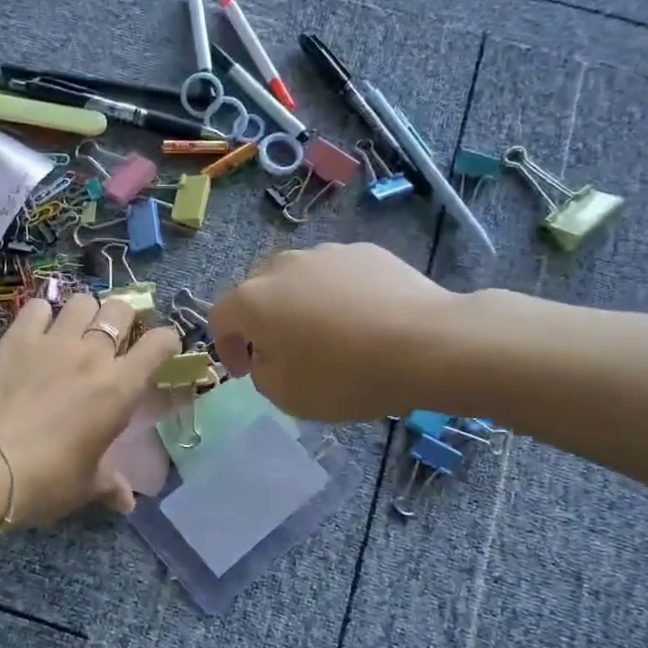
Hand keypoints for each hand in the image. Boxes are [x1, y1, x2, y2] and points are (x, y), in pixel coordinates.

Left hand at [0, 292, 181, 524]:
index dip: (166, 342)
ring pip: (81, 301)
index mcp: (121, 388)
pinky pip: (36, 307)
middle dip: (124, 318)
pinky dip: (41, 314)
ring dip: (85, 312)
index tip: (160, 352)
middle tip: (113, 338)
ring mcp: (54, 341)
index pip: (160, 343)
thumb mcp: (86, 486)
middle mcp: (93, 355)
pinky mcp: (17, 339)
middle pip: (120, 309)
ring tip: (75, 330)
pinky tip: (37, 331)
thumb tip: (126, 503)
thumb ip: (110, 485)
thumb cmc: (48, 479)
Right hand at [209, 243, 455, 420]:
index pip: (219, 319)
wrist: (428, 344)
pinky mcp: (365, 251)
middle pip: (256, 292)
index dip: (226, 348)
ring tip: (326, 335)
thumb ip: (262, 375)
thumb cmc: (346, 375)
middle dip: (261, 322)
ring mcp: (326, 253)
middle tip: (282, 353)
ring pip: (297, 280)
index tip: (245, 372)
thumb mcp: (287, 396)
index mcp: (252, 300)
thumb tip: (269, 359)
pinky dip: (337, 296)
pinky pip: (336, 275)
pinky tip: (362, 321)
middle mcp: (282, 266)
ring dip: (298, 305)